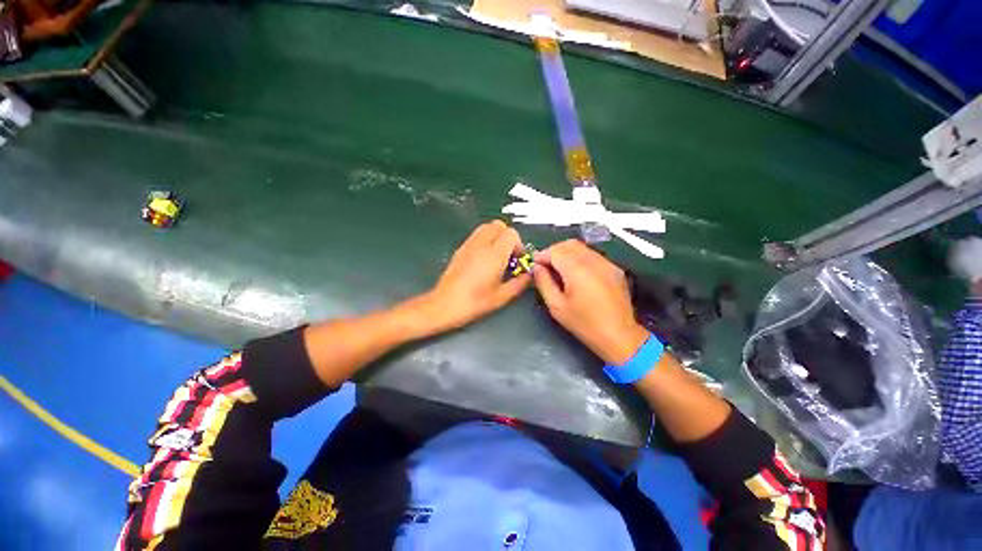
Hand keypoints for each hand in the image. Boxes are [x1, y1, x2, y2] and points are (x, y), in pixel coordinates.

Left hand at [424, 221, 530, 329]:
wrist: (444, 305)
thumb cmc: (475, 302)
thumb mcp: (502, 296)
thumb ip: (520, 283)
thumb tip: (529, 275)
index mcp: (494, 255)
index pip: (511, 234)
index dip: (519, 245)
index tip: (518, 260)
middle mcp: (481, 244)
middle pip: (498, 225)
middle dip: (507, 237)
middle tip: (508, 255)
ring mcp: (468, 245)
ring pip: (486, 227)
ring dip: (495, 236)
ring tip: (497, 256)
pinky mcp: (460, 249)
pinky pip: (476, 235)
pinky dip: (485, 240)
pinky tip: (484, 260)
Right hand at [533, 240, 648, 364]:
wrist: (619, 336)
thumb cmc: (584, 324)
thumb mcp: (556, 306)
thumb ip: (544, 282)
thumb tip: (537, 267)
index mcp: (577, 269)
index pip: (555, 251)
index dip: (542, 255)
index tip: (535, 266)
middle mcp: (593, 260)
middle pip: (568, 244)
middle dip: (553, 251)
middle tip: (546, 266)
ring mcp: (607, 263)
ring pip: (581, 247)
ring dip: (567, 253)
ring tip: (560, 270)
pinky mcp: (615, 268)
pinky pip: (592, 255)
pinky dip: (580, 258)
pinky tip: (577, 274)